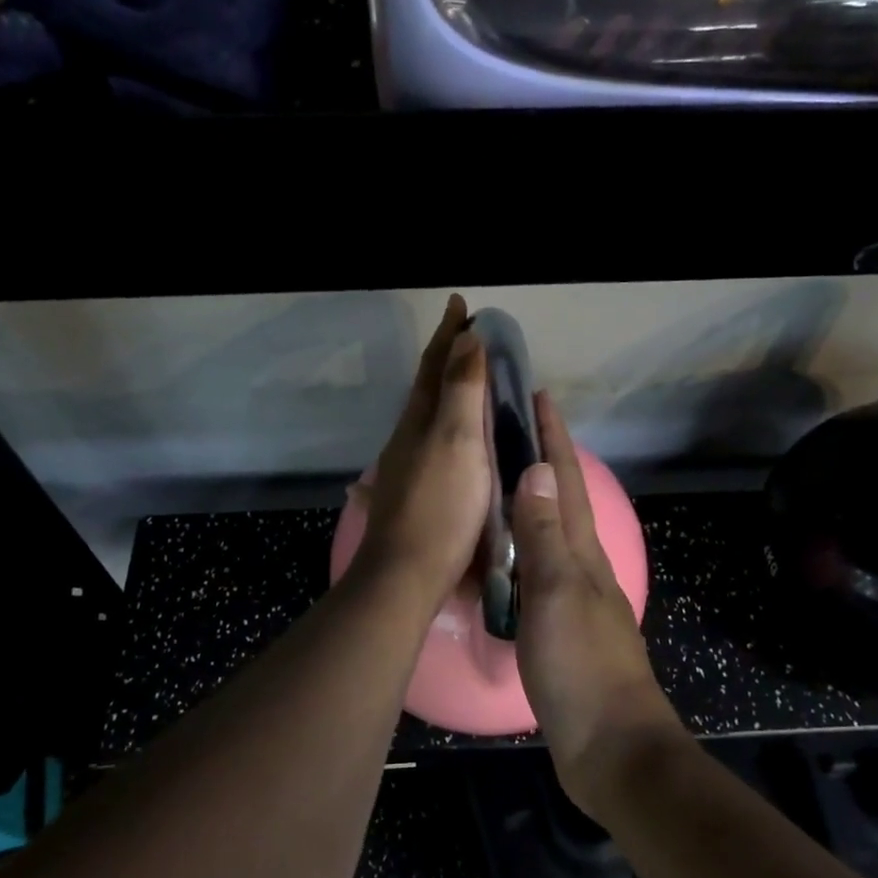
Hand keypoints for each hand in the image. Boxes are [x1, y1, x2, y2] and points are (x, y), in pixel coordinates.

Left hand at [350, 295, 491, 612]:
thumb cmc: (440, 505)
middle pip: (427, 387)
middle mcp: (408, 438)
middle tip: (470, 338)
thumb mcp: (457, 441)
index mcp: (419, 420)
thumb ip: (461, 391)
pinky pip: (435, 444)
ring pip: (428, 416)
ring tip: (468, 381)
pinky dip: (448, 426)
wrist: (408, 574)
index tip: (459, 304)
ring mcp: (408, 467)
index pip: (434, 365)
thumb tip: (466, 338)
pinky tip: (455, 440)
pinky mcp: (416, 494)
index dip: (448, 334)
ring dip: (447, 392)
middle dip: (447, 358)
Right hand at [511, 393, 684, 814]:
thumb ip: (545, 534)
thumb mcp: (557, 593)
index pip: (567, 481)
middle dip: (542, 458)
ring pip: (550, 533)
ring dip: (532, 499)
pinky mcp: (560, 628)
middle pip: (563, 500)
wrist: (611, 749)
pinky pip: (538, 570)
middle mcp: (581, 566)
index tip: (537, 395)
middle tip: (510, 427)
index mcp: (582, 552)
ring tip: (500, 478)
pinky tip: (503, 552)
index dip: (553, 438)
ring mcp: (573, 598)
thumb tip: (537, 469)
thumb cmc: (582, 667)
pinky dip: (522, 547)